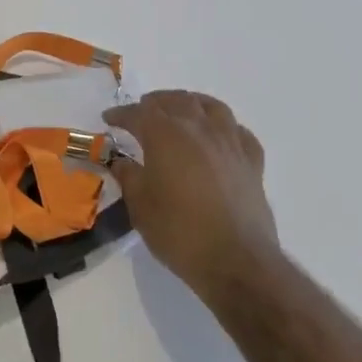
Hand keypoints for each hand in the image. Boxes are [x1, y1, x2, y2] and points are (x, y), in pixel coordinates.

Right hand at [106, 91, 281, 295]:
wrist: (235, 260)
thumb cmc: (179, 231)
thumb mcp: (140, 206)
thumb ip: (129, 177)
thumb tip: (121, 161)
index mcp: (165, 135)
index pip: (138, 114)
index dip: (121, 114)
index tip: (109, 118)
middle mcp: (199, 129)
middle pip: (176, 101)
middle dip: (155, 103)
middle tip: (142, 112)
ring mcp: (230, 143)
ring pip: (211, 107)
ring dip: (191, 103)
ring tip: (181, 111)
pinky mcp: (252, 162)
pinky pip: (238, 132)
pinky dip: (224, 127)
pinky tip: (219, 136)